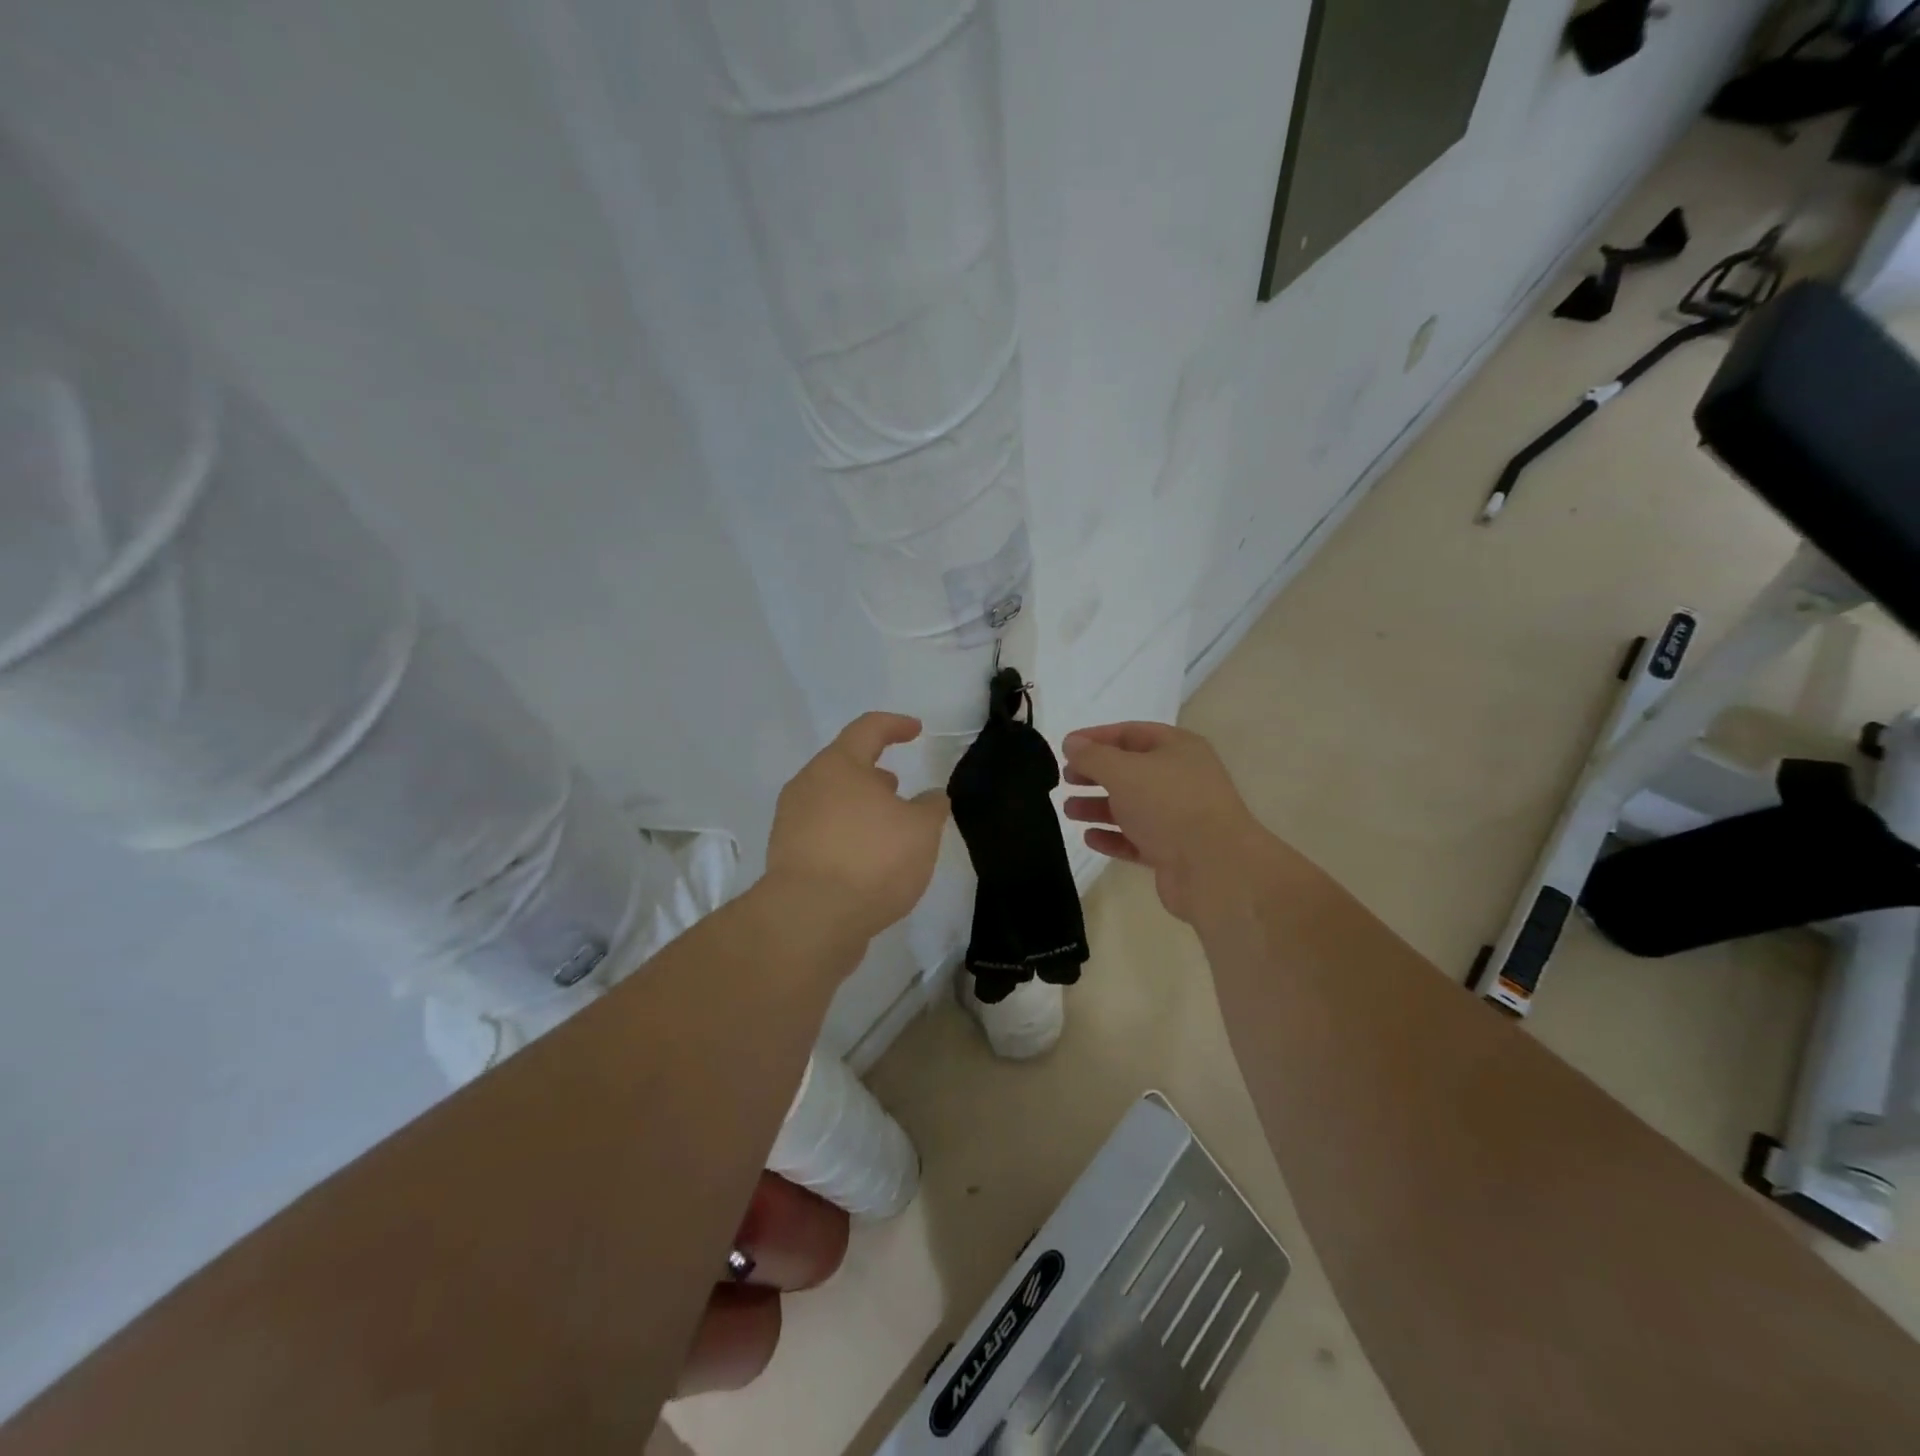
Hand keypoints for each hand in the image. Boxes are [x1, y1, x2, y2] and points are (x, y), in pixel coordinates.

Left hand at [766, 712, 949, 941]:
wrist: (809, 920)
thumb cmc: (871, 860)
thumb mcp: (921, 831)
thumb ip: (931, 807)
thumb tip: (931, 797)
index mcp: (838, 765)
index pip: (868, 729)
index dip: (895, 725)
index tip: (916, 730)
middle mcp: (807, 785)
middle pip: (843, 766)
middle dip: (873, 773)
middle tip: (897, 787)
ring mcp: (791, 822)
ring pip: (831, 801)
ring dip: (860, 806)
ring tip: (886, 827)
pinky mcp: (786, 857)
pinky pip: (822, 832)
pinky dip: (846, 835)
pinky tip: (867, 860)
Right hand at [1061, 722, 1266, 923]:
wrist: (1215, 869)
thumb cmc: (1168, 805)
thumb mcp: (1123, 771)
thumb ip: (1093, 756)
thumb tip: (1071, 743)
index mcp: (1178, 748)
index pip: (1131, 733)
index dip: (1096, 737)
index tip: (1066, 748)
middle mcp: (1182, 778)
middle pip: (1131, 770)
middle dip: (1096, 774)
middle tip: (1066, 780)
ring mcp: (1179, 817)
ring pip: (1132, 806)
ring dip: (1099, 806)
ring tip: (1069, 810)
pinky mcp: (1174, 851)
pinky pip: (1137, 839)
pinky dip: (1113, 836)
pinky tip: (1090, 837)